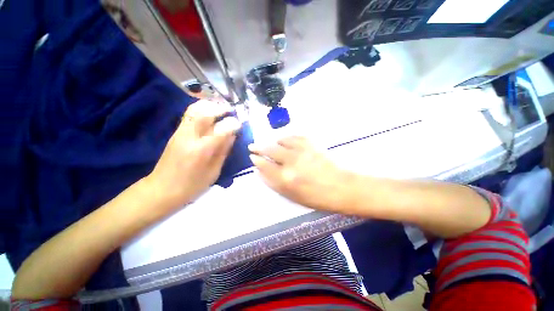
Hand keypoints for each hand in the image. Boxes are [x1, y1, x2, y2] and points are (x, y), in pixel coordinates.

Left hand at [147, 100, 240, 206]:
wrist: (161, 189)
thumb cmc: (192, 185)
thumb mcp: (214, 172)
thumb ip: (223, 151)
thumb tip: (232, 135)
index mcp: (201, 150)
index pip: (221, 129)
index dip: (233, 123)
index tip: (240, 123)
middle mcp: (189, 137)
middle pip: (204, 113)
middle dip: (220, 108)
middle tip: (231, 111)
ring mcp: (180, 133)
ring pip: (194, 109)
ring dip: (210, 106)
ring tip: (221, 109)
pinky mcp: (176, 133)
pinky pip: (189, 114)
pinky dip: (202, 109)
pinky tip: (210, 114)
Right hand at [249, 137, 352, 212]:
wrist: (341, 187)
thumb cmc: (316, 197)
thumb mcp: (291, 196)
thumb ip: (274, 183)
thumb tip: (260, 172)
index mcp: (285, 179)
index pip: (264, 165)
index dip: (256, 160)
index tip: (252, 157)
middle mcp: (291, 162)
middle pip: (269, 150)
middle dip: (258, 147)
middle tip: (253, 146)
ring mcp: (301, 150)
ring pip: (280, 141)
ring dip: (273, 143)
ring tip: (271, 145)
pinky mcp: (310, 144)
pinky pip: (293, 136)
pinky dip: (286, 138)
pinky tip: (284, 141)